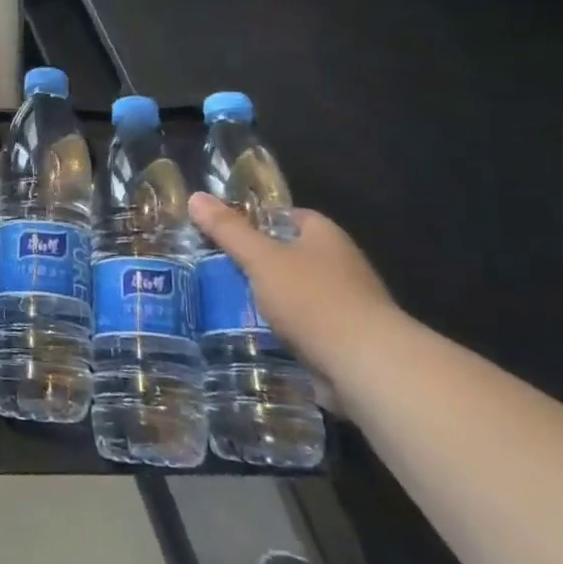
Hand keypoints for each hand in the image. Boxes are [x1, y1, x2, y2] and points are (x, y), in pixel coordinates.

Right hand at [187, 195, 401, 377]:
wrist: (367, 366)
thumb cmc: (313, 299)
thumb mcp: (261, 259)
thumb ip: (228, 231)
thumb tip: (195, 197)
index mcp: (325, 236)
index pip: (288, 216)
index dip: (257, 220)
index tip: (224, 232)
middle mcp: (341, 265)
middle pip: (291, 256)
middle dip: (258, 264)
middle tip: (217, 270)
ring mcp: (347, 305)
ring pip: (297, 295)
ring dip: (270, 302)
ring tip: (226, 307)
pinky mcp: (346, 342)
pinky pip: (305, 329)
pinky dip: (283, 333)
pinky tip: (255, 339)